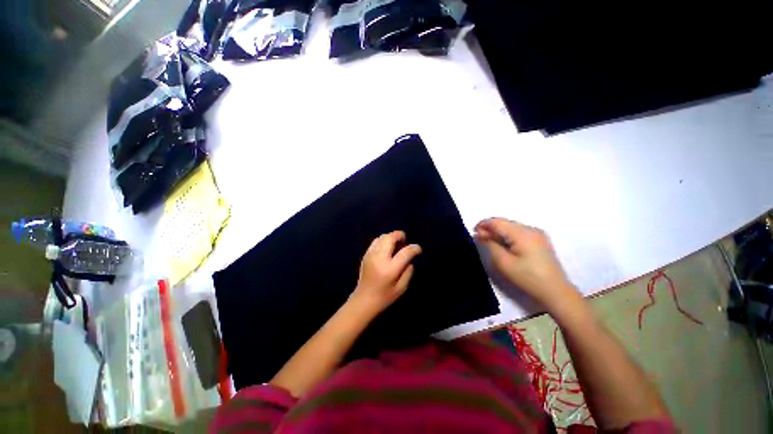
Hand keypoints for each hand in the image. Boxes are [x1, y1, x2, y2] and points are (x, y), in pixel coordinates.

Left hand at [350, 231, 421, 315]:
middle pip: (391, 238)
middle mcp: (380, 258)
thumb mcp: (402, 287)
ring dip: (391, 237)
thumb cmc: (385, 296)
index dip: (414, 248)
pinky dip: (383, 240)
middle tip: (405, 241)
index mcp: (390, 269)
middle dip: (400, 236)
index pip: (405, 252)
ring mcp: (371, 255)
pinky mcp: (366, 254)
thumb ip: (408, 271)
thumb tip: (409, 258)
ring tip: (396, 244)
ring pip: (382, 237)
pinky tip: (387, 248)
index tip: (418, 249)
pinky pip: (376, 241)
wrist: (364, 300)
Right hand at [474, 218, 577, 311]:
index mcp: (522, 234)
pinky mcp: (540, 240)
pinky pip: (519, 232)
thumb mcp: (503, 262)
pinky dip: (508, 236)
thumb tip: (481, 233)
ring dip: (499, 232)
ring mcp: (538, 234)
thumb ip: (490, 244)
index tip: (474, 232)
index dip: (483, 224)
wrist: (555, 291)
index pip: (498, 222)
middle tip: (480, 239)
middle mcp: (531, 229)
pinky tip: (504, 245)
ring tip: (490, 242)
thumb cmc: (527, 278)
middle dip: (491, 228)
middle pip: (505, 222)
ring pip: (512, 227)